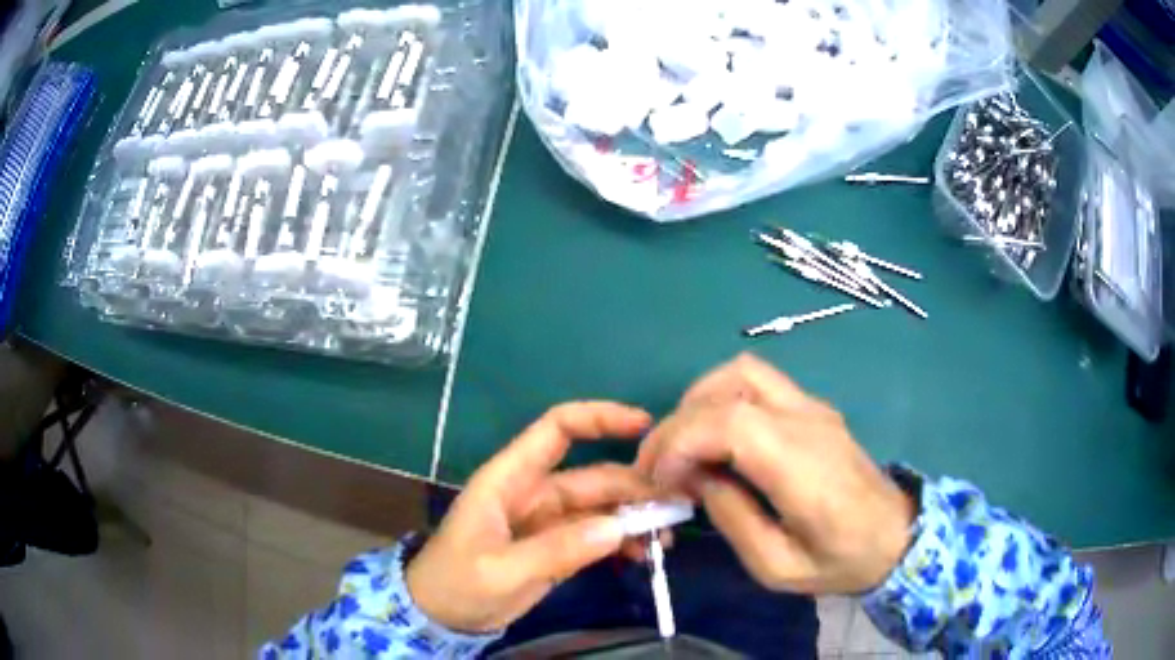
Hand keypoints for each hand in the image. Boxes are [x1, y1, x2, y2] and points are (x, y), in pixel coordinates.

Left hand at [406, 402, 655, 632]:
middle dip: (635, 487)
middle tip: (676, 508)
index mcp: (510, 480)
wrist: (440, 615)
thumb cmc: (456, 583)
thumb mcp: (501, 570)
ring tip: (665, 539)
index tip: (645, 425)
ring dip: (634, 518)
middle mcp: (533, 492)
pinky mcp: (556, 547)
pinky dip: (621, 542)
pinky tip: (643, 555)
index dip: (599, 418)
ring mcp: (547, 521)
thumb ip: (557, 550)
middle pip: (593, 476)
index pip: (556, 430)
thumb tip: (618, 528)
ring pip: (601, 508)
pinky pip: (596, 536)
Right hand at [636, 354, 914, 594]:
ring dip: (699, 402)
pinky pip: (757, 382)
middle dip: (678, 423)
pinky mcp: (813, 407)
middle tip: (658, 467)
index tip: (661, 481)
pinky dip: (722, 400)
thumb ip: (732, 520)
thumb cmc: (840, 560)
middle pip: (729, 387)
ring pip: (741, 371)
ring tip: (684, 448)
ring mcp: (813, 407)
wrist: (896, 535)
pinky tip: (717, 439)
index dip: (681, 442)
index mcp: (802, 467)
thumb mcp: (777, 566)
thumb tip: (693, 477)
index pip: (730, 423)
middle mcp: (807, 422)